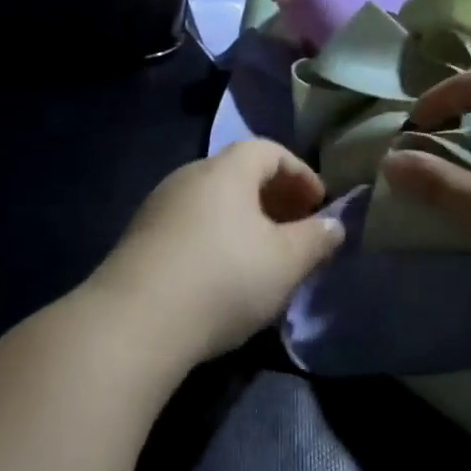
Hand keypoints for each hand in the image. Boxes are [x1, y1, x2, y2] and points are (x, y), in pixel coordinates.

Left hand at [88, 141, 345, 366]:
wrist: (136, 320)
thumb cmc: (224, 278)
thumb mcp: (285, 262)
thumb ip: (316, 239)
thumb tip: (334, 225)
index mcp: (226, 170)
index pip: (268, 150)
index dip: (300, 173)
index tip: (319, 205)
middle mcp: (190, 175)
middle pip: (239, 172)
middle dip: (273, 197)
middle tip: (296, 229)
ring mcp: (159, 204)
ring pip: (213, 200)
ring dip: (244, 218)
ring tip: (263, 254)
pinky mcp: (140, 236)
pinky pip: (190, 222)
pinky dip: (216, 235)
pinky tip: (222, 273)